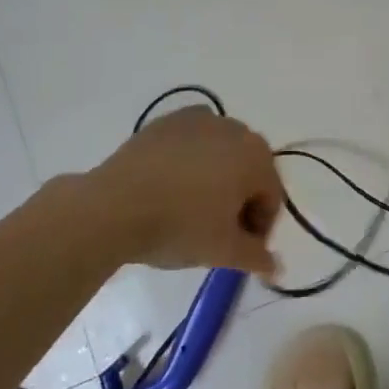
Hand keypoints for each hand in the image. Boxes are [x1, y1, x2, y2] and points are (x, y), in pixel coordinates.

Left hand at [71, 108, 286, 276]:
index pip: (271, 197)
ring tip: (191, 209)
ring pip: (220, 154)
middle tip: (218, 233)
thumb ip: (257, 257)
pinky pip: (192, 143)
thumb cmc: (179, 226)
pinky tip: (170, 186)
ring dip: (216, 179)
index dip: (260, 229)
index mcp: (257, 157)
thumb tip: (276, 269)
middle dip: (240, 201)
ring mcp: (199, 120)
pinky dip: (190, 161)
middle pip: (249, 171)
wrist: (113, 206)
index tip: (241, 252)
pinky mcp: (167, 121)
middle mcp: (235, 129)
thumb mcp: (223, 251)